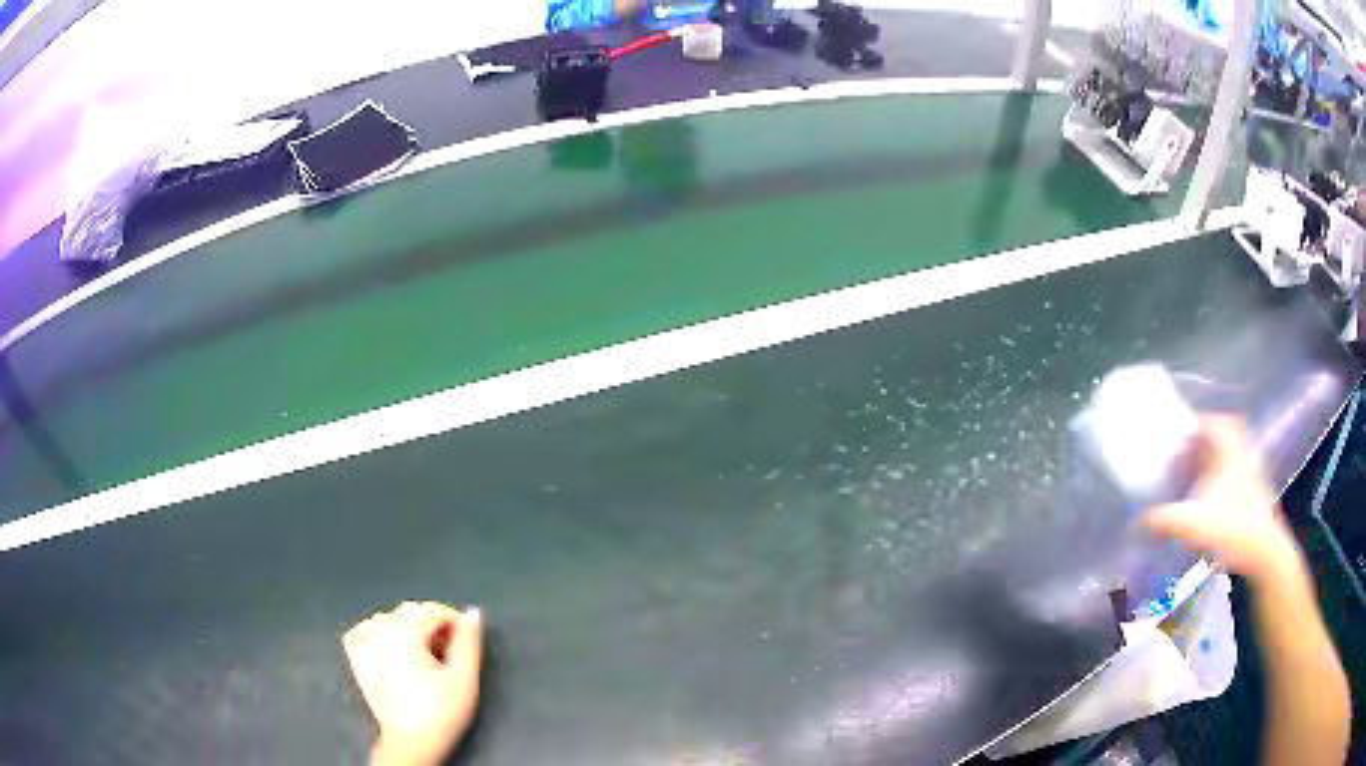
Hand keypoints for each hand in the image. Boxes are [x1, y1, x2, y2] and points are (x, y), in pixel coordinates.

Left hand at [344, 602, 483, 765]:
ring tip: (426, 653)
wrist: (411, 743)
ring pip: (388, 619)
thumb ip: (469, 642)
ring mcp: (364, 644)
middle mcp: (380, 631)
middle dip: (433, 624)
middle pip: (411, 612)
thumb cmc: (439, 713)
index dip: (456, 622)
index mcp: (406, 631)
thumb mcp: (464, 678)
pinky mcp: (356, 659)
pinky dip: (374, 632)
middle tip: (451, 650)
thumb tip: (472, 614)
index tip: (468, 638)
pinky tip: (389, 646)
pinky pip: (362, 631)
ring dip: (408, 628)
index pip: (434, 611)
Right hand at [1143, 416, 1302, 582]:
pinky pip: (1240, 471)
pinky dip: (1228, 477)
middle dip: (1207, 441)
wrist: (1263, 550)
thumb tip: (1138, 521)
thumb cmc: (1230, 528)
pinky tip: (1217, 501)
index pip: (1210, 422)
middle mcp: (1241, 451)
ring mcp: (1252, 470)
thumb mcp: (1191, 525)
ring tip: (1201, 478)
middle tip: (1190, 456)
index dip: (1194, 426)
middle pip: (1225, 432)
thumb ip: (1163, 521)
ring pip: (1234, 452)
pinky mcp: (1257, 490)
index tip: (1179, 439)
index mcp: (1227, 449)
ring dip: (1219, 459)